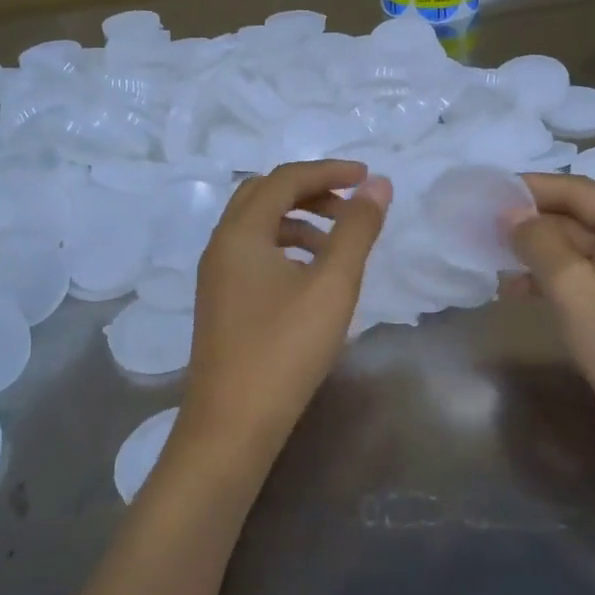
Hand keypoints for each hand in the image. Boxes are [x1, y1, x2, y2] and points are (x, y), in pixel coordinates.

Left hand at [187, 160, 391, 454]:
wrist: (233, 424)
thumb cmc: (285, 349)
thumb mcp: (332, 285)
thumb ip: (356, 230)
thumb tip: (378, 185)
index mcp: (241, 232)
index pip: (285, 179)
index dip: (329, 171)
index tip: (367, 178)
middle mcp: (221, 245)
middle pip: (264, 195)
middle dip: (310, 191)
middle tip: (350, 205)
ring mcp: (216, 276)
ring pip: (257, 226)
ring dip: (298, 221)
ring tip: (337, 244)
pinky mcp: (221, 302)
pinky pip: (253, 254)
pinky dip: (285, 248)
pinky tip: (310, 277)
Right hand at [503, 173, 594, 469]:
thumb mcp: (576, 287)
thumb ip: (539, 242)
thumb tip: (509, 214)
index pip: (583, 193)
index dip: (534, 188)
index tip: (490, 190)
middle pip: (582, 222)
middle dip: (533, 223)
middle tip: (483, 225)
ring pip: (579, 255)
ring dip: (537, 255)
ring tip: (492, 259)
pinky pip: (584, 284)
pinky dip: (551, 283)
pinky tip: (517, 292)